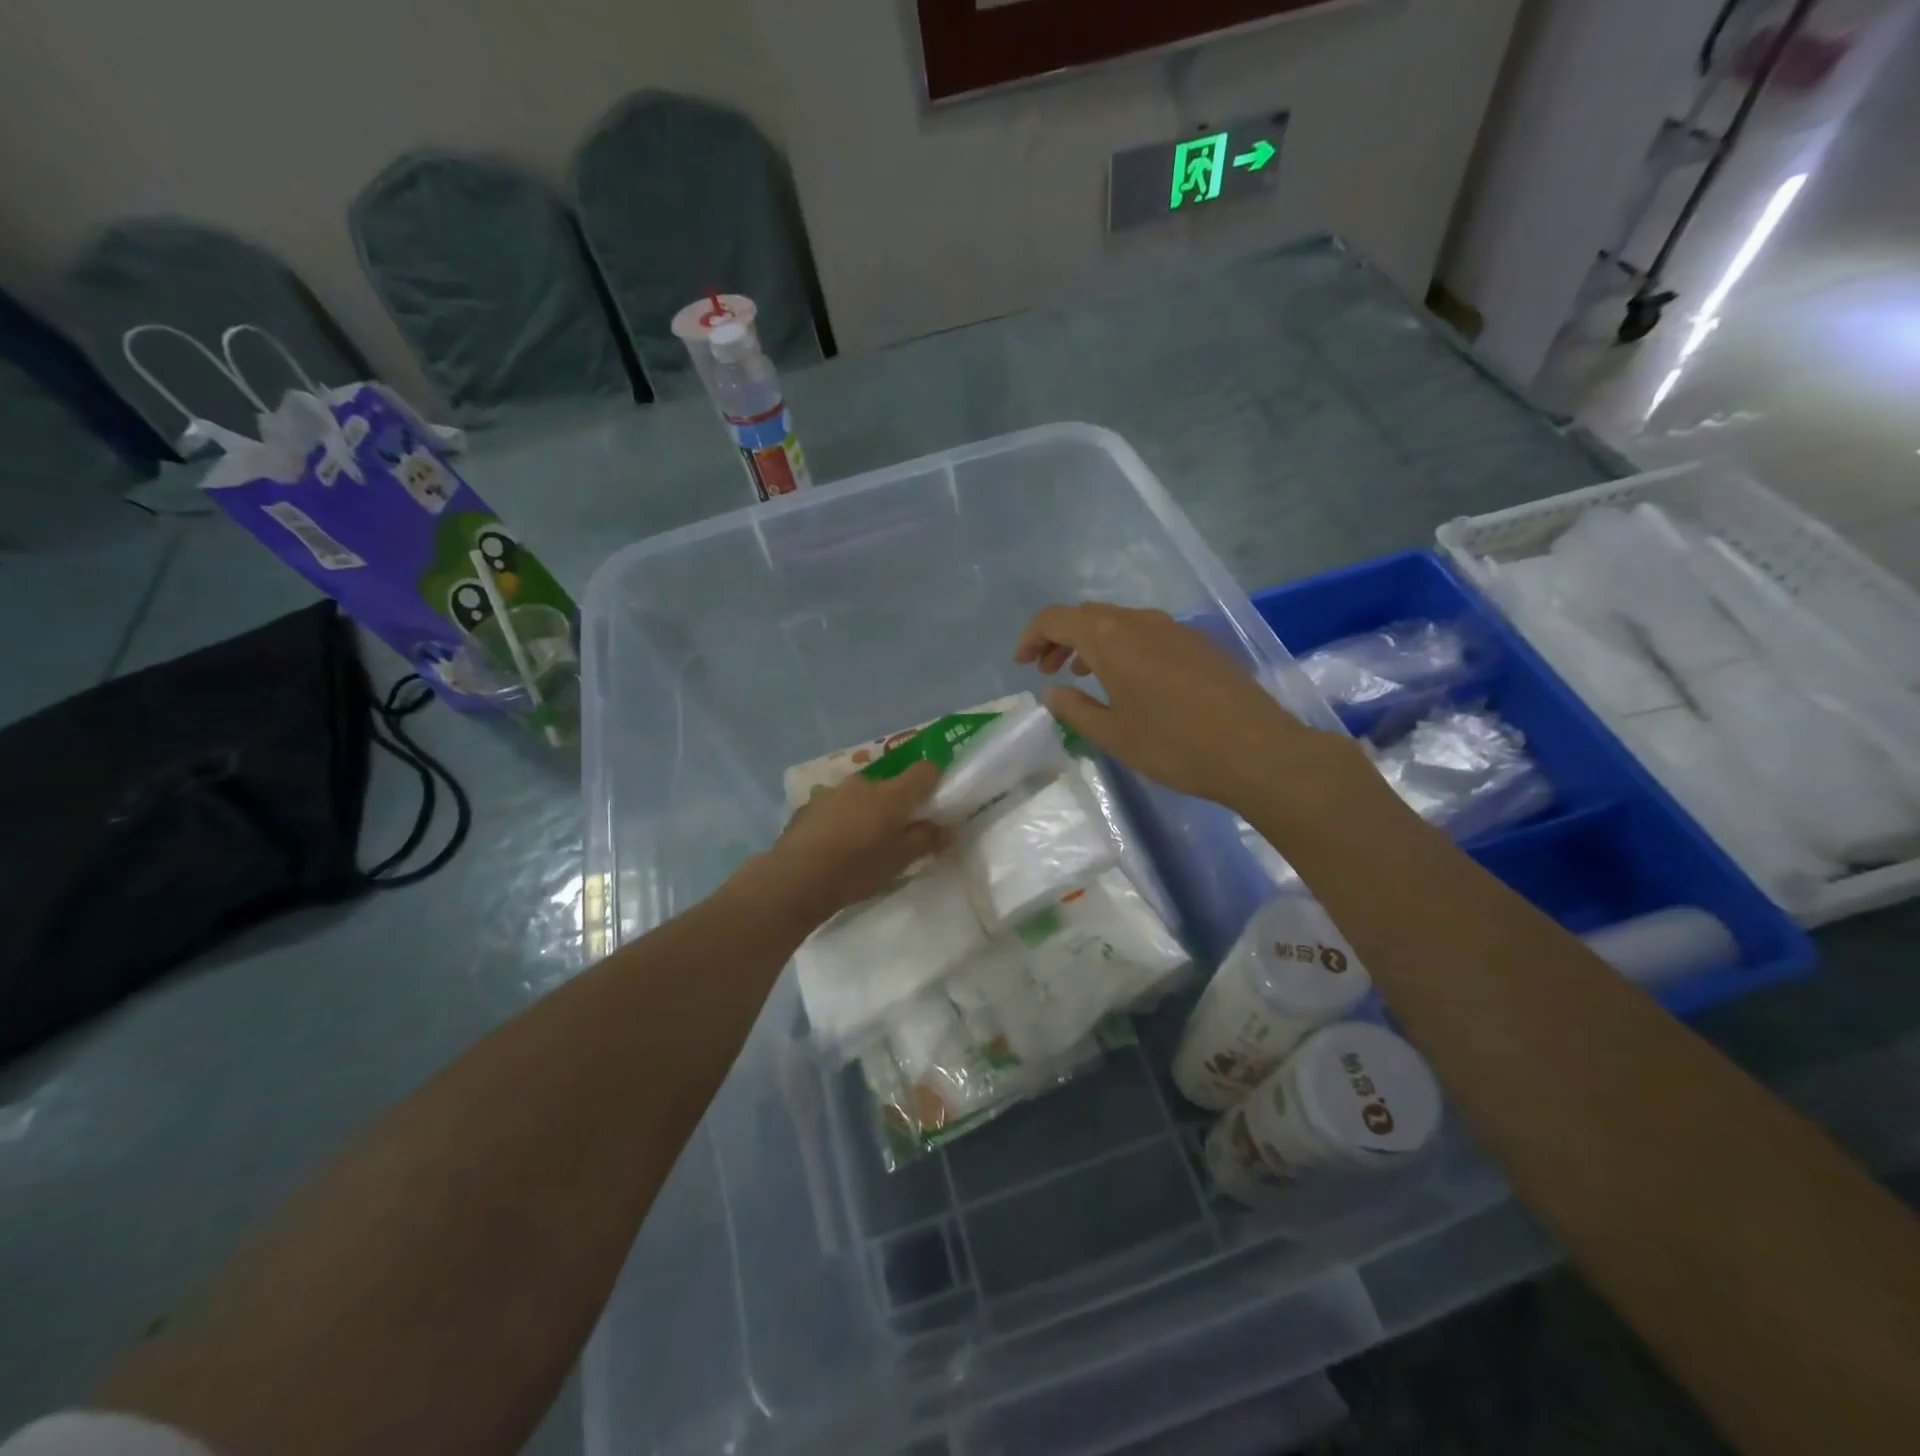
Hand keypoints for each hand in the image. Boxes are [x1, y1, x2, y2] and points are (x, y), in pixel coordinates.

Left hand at [740, 761, 947, 927]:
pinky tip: (834, 845)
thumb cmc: (856, 869)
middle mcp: (865, 783)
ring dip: (867, 811)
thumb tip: (945, 827)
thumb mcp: (900, 861)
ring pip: (862, 795)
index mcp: (893, 794)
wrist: (795, 878)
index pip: (925, 770)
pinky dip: (842, 819)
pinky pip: (837, 806)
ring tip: (861, 842)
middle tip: (896, 834)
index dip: (934, 781)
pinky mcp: (810, 804)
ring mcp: (834, 791)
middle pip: (891, 785)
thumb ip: (926, 839)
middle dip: (897, 804)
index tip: (934, 803)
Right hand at [1014, 603, 1349, 809]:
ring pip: (1119, 623)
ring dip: (1092, 643)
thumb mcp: (1112, 733)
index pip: (1056, 619)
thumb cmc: (1173, 745)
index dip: (1032, 637)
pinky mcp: (1199, 644)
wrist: (1256, 751)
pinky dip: (1123, 648)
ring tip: (1082, 675)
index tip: (1021, 663)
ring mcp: (1174, 629)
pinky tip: (1129, 681)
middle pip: (1088, 616)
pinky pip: (1147, 634)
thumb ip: (1075, 708)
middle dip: (1060, 639)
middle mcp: (1141, 621)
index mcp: (1111, 637)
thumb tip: (1053, 690)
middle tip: (1046, 671)